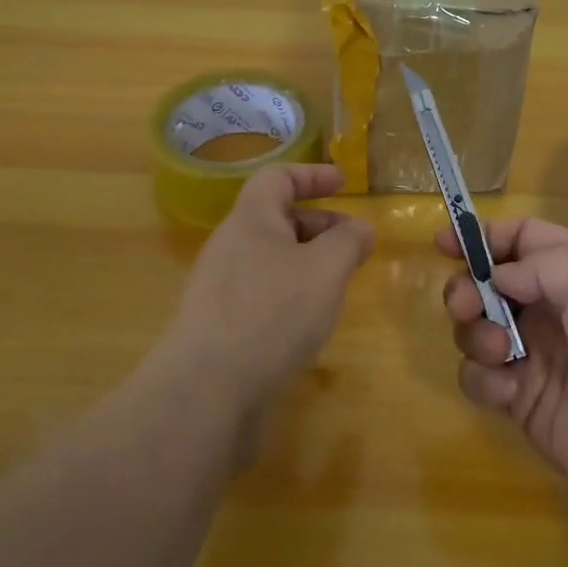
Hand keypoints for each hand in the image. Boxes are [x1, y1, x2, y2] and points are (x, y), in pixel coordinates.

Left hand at [160, 165, 373, 428]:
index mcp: (251, 219)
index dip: (312, 174)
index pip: (278, 177)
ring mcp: (220, 287)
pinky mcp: (220, 324)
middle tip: (354, 245)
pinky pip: (261, 292)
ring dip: (307, 262)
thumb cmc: (272, 313)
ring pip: (271, 258)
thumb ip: (348, 241)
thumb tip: (360, 229)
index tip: (344, 183)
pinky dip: (291, 293)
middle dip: (319, 224)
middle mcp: (230, 245)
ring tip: (337, 285)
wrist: (207, 391)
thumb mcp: (325, 269)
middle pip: (276, 218)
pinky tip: (309, 321)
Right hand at [437, 218, 567, 516]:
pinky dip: (484, 379)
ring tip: (501, 351)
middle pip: (490, 283)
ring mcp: (538, 355)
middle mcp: (555, 307)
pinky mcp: (525, 400)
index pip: (522, 239)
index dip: (484, 237)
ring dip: (475, 334)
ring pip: (478, 329)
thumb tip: (498, 276)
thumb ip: (539, 263)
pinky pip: (481, 379)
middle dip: (467, 288)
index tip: (444, 243)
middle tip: (464, 305)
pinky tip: (508, 389)